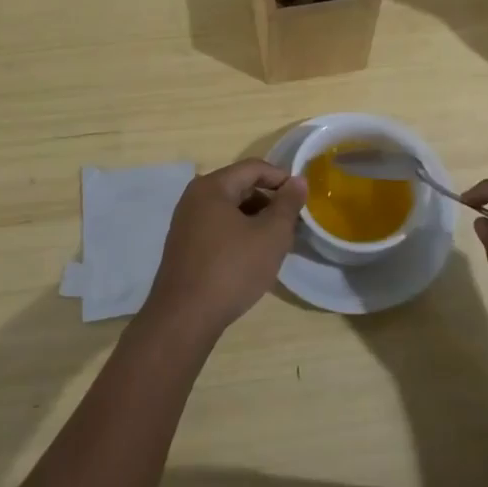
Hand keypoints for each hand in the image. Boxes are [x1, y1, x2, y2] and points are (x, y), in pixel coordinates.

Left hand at [143, 160, 307, 336]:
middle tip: (293, 223)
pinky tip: (253, 256)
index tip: (303, 199)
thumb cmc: (231, 269)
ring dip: (256, 219)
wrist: (184, 318)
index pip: (254, 168)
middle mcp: (194, 198)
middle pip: (241, 186)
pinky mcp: (184, 246)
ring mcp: (186, 223)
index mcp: (212, 187)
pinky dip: (239, 234)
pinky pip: (218, 228)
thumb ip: (288, 204)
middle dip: (270, 201)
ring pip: (230, 209)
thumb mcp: (271, 235)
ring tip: (277, 242)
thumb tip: (298, 181)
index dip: (282, 178)